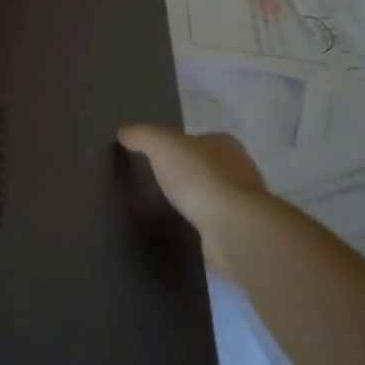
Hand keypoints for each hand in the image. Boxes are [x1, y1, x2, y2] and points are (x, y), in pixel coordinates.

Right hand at [117, 124, 269, 278]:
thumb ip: (141, 135)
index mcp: (224, 144)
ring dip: (193, 201)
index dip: (176, 147)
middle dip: (185, 174)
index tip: (154, 159)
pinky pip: (213, 223)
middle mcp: (239, 169)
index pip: (197, 139)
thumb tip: (123, 132)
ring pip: (211, 196)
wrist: (234, 229)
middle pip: (205, 167)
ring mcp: (241, 203)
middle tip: (156, 184)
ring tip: (165, 209)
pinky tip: (183, 230)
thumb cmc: (200, 177)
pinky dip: (199, 225)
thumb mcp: (161, 145)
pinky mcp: (239, 232)